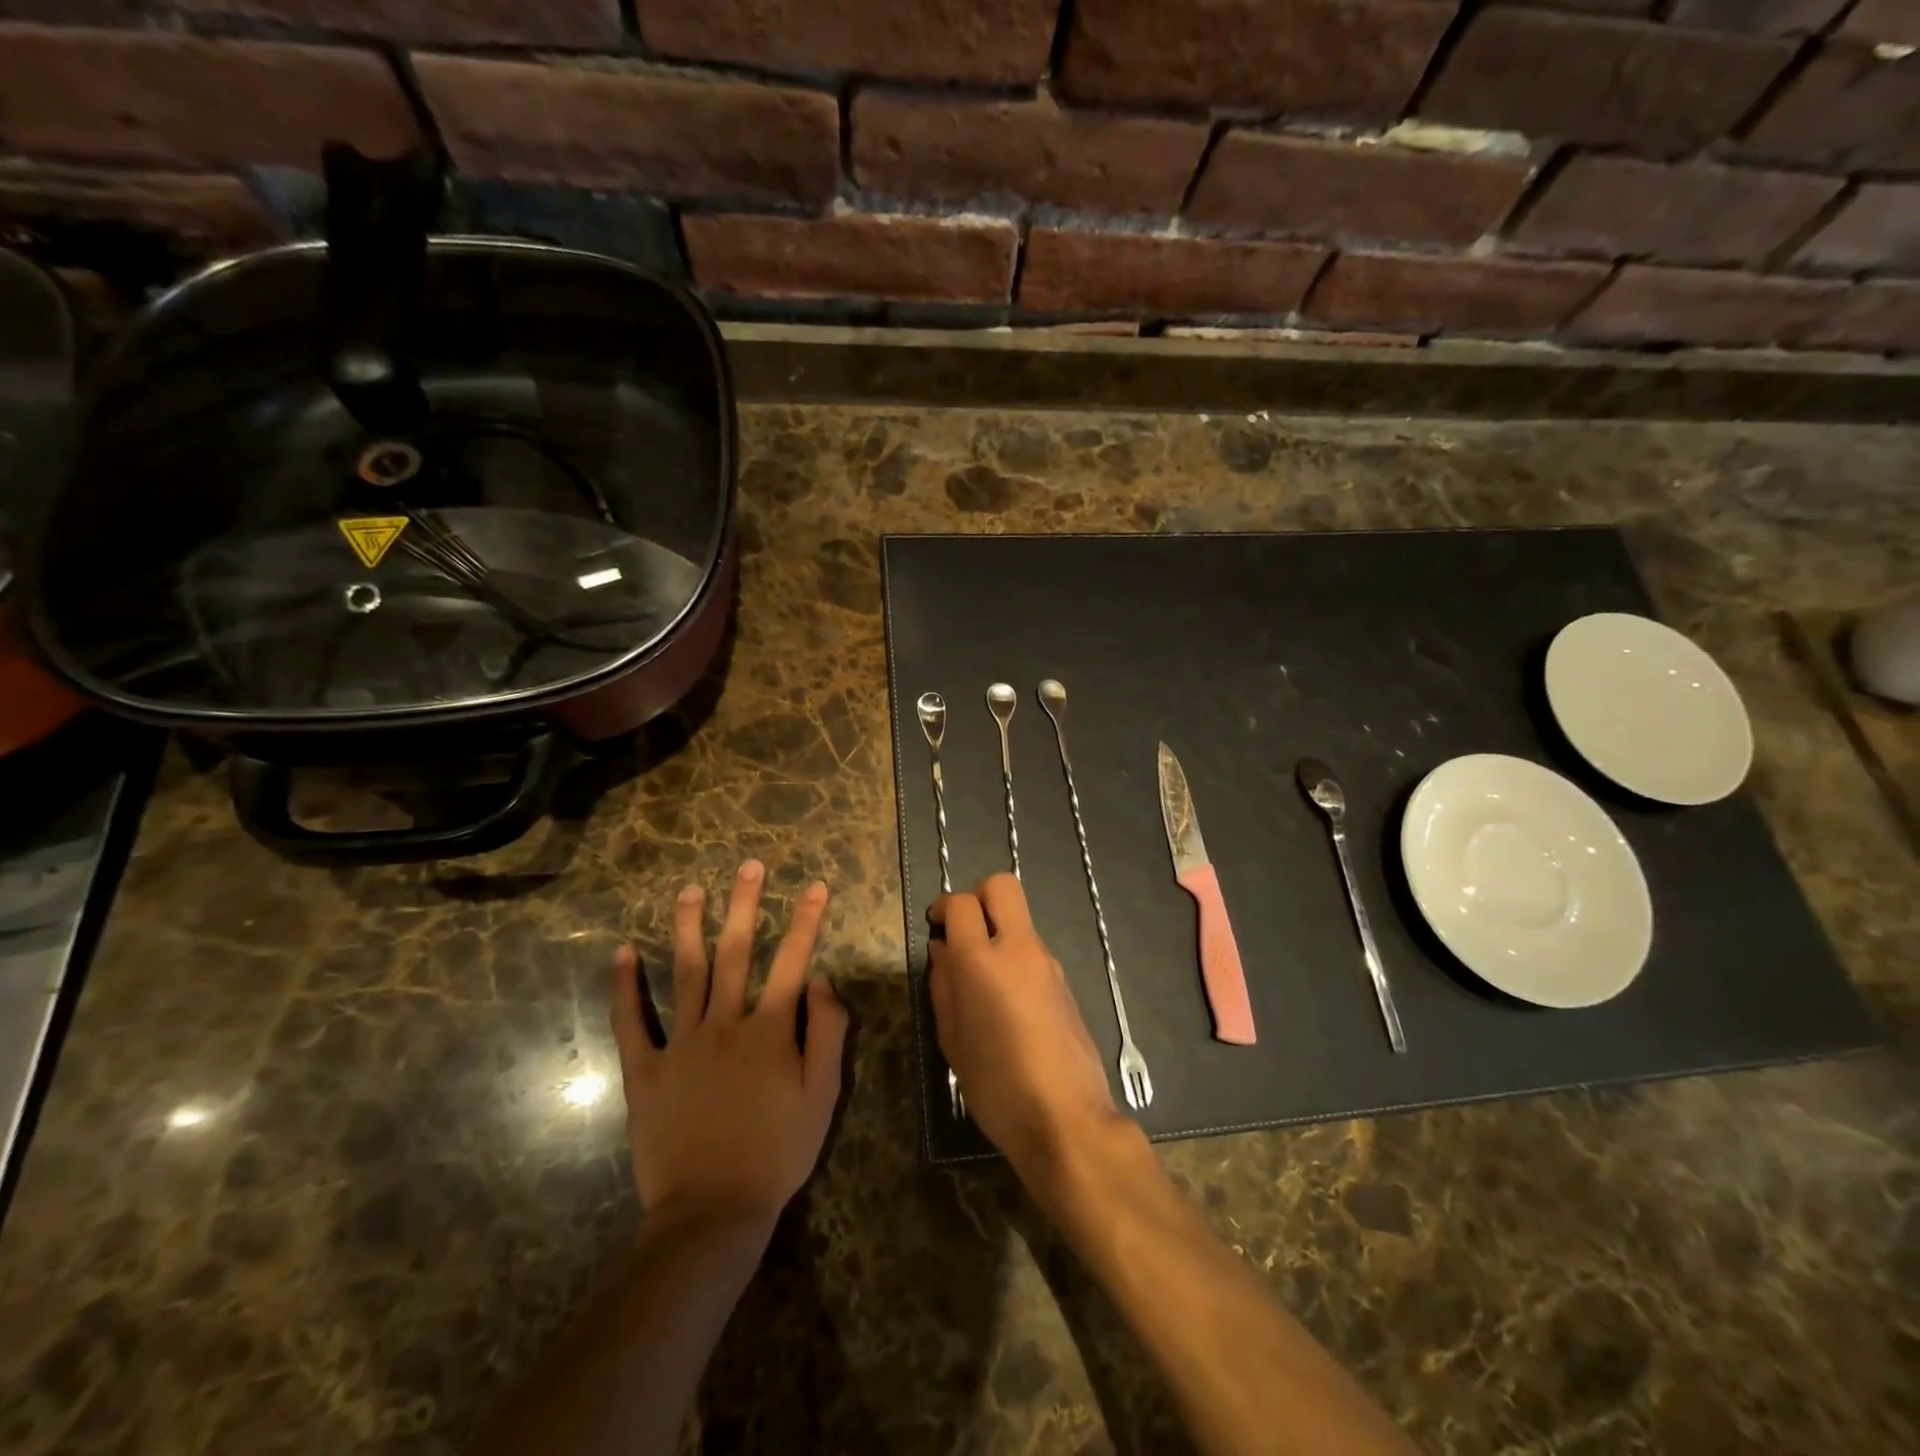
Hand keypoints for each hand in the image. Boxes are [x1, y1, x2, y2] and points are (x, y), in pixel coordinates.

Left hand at [609, 860, 848, 1231]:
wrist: (712, 1212)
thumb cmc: (777, 1153)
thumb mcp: (823, 1096)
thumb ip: (828, 1033)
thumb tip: (824, 980)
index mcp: (769, 1030)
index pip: (793, 962)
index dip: (807, 921)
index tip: (816, 885)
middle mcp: (724, 1024)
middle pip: (736, 952)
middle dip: (746, 905)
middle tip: (748, 867)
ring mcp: (680, 1045)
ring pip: (685, 973)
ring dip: (688, 927)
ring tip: (690, 889)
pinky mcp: (645, 1072)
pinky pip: (630, 1023)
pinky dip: (623, 987)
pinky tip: (620, 953)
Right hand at [928, 873, 1118, 1176]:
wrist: (1067, 1118)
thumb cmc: (997, 1086)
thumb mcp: (952, 1041)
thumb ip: (943, 987)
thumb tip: (942, 951)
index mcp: (981, 961)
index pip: (961, 903)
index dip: (943, 907)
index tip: (935, 925)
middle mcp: (1018, 948)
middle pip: (1001, 886)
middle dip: (977, 895)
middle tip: (962, 930)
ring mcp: (1047, 962)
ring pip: (1019, 918)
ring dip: (998, 929)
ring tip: (981, 977)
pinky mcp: (1065, 981)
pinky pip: (1033, 949)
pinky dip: (1015, 955)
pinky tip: (1006, 1001)